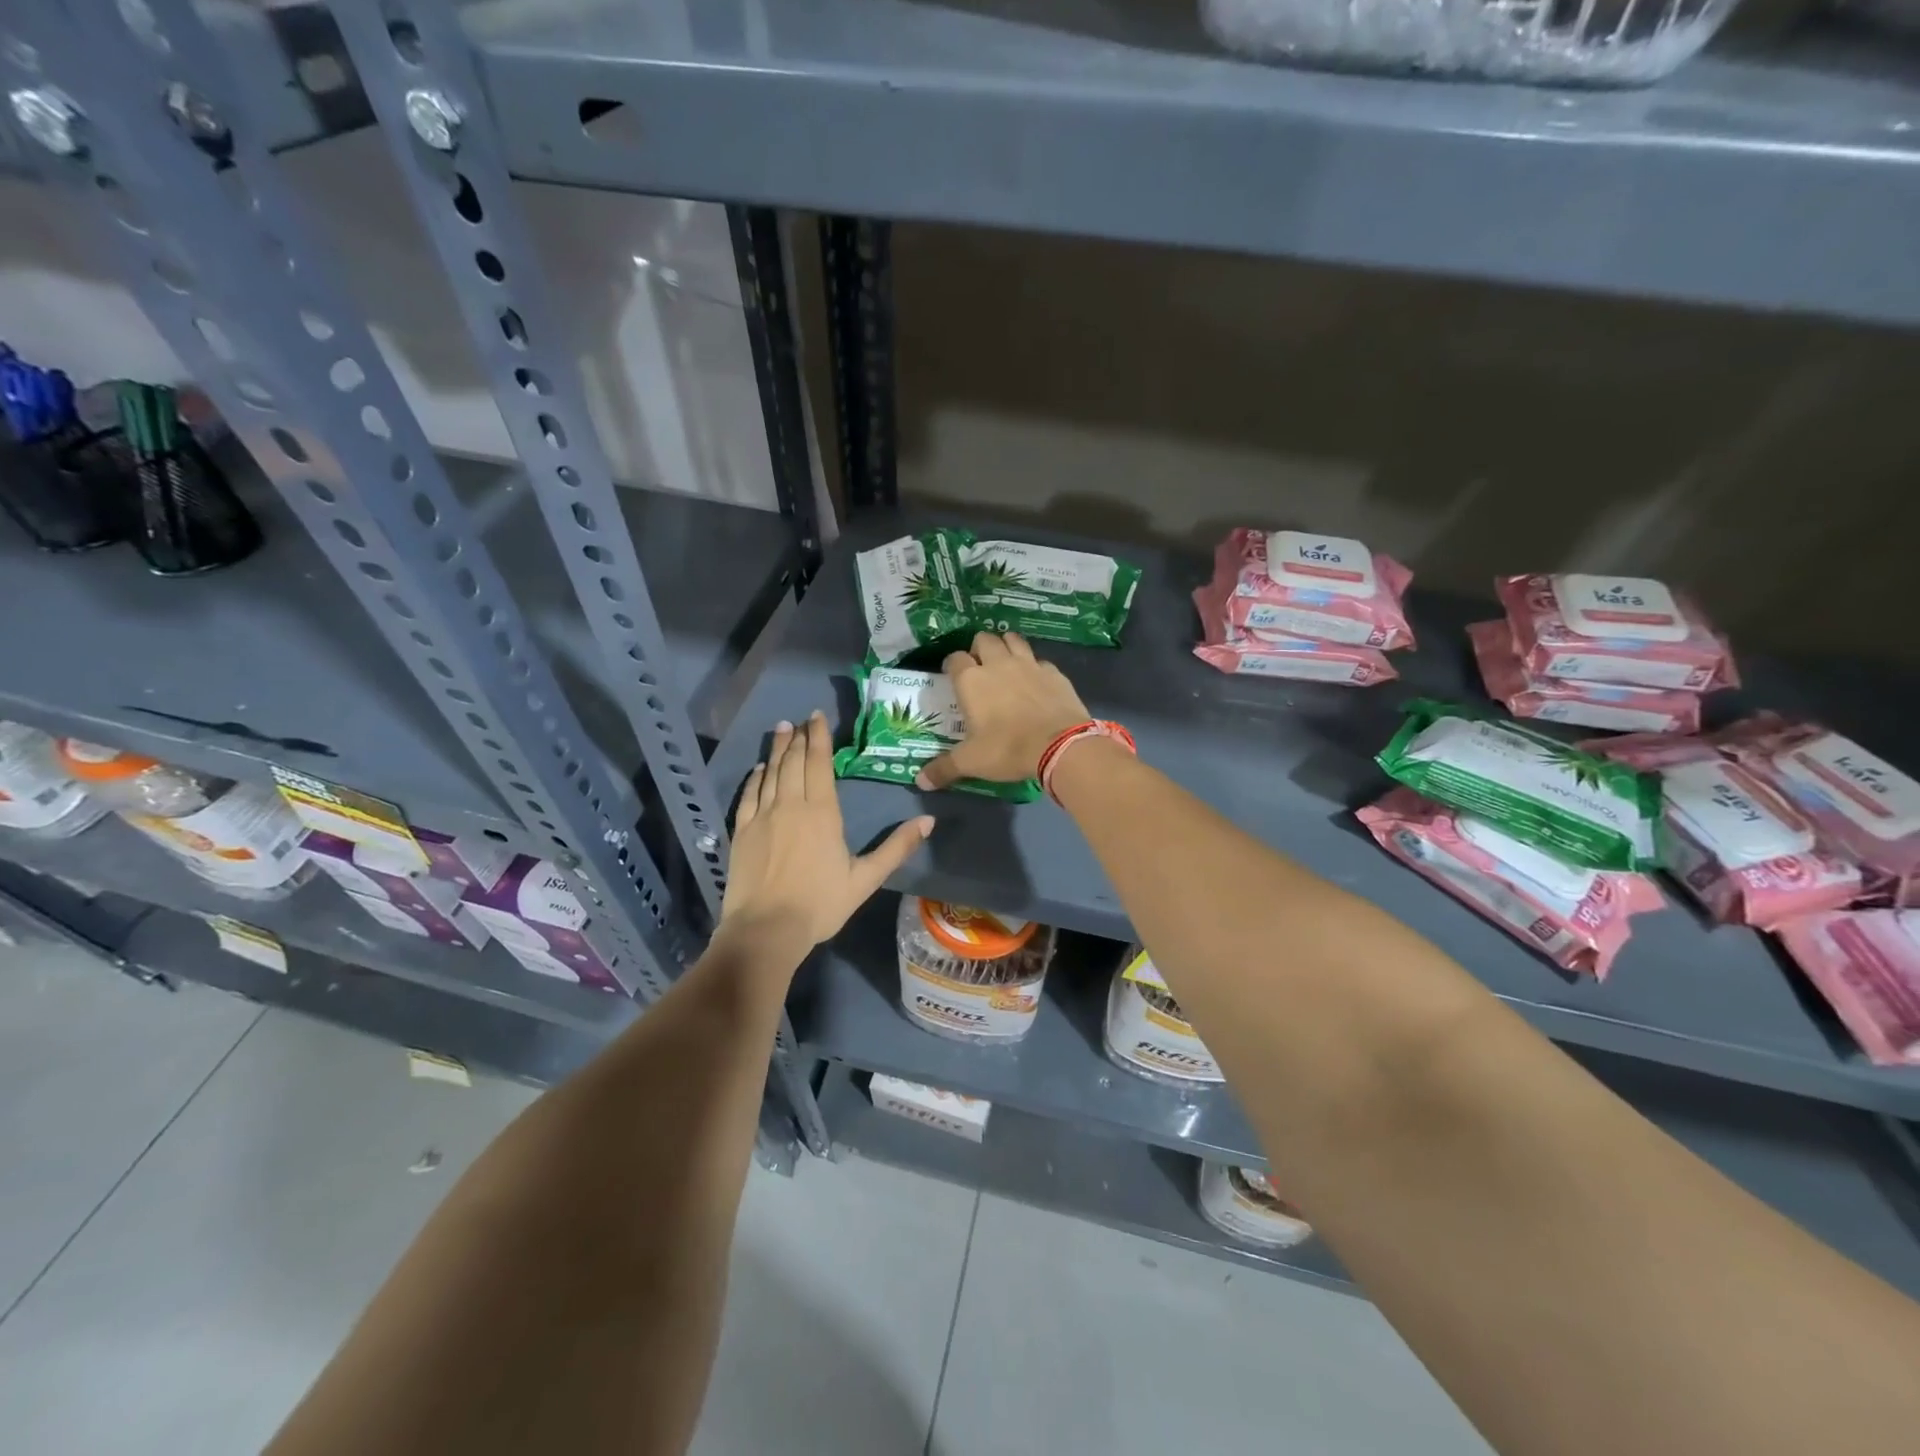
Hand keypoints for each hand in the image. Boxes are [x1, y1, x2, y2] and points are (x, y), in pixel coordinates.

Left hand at [723, 712, 933, 946]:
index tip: (817, 716)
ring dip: (777, 750)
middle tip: (801, 719)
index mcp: (822, 812)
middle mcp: (791, 805)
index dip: (819, 737)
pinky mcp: (742, 832)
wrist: (766, 929)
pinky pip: (749, 795)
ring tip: (782, 729)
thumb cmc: (820, 904)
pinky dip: (755, 778)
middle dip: (799, 738)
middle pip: (794, 762)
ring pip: (771, 773)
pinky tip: (759, 769)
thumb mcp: (865, 879)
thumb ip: (896, 848)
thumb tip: (928, 821)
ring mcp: (762, 817)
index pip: (820, 763)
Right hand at [916, 632, 1089, 790]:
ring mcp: (1029, 664)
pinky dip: (1034, 666)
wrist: (1060, 745)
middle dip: (979, 649)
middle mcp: (998, 664)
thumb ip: (944, 768)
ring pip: (1013, 639)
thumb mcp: (971, 762)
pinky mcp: (1054, 672)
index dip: (952, 665)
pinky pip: (1039, 660)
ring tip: (1005, 664)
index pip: (955, 658)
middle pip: (984, 639)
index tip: (953, 677)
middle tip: (980, 669)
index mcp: (972, 680)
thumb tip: (920, 781)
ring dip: (1006, 646)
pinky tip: (1035, 681)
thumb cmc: (1008, 749)